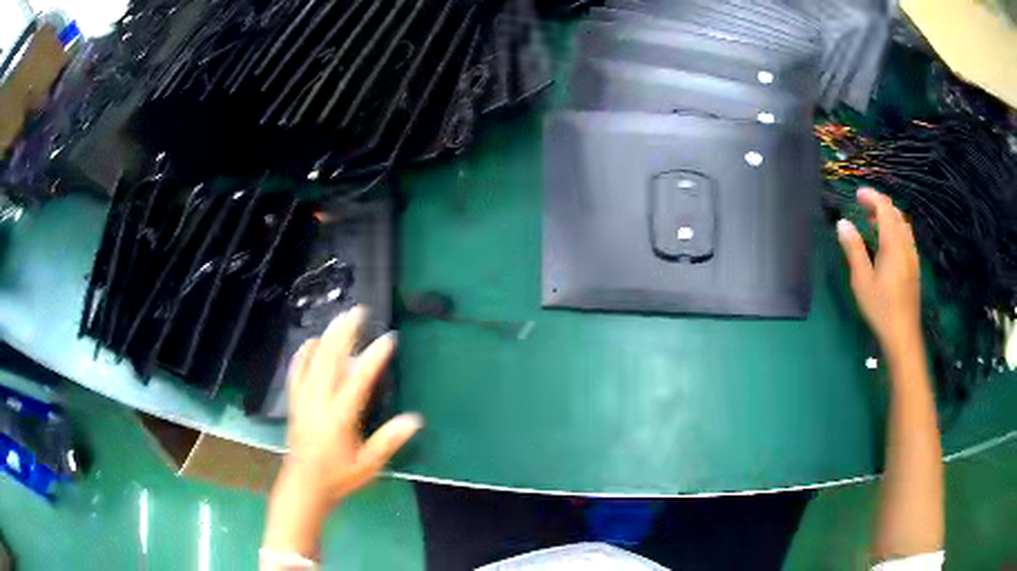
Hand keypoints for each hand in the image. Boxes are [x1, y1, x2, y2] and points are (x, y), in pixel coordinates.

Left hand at [263, 306, 421, 557]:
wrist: (305, 485)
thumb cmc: (339, 476)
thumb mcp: (369, 464)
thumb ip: (389, 441)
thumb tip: (415, 420)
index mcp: (340, 416)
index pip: (359, 380)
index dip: (374, 358)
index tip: (388, 339)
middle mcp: (320, 401)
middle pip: (332, 360)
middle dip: (345, 333)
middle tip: (358, 311)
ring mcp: (305, 399)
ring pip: (315, 360)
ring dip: (328, 336)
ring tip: (340, 317)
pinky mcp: (295, 401)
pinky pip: (296, 371)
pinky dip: (303, 353)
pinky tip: (310, 341)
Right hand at [837, 187, 921, 360]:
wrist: (903, 335)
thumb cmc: (881, 308)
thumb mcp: (862, 280)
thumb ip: (853, 249)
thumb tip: (843, 224)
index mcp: (892, 243)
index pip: (884, 207)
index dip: (871, 196)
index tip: (857, 195)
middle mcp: (905, 244)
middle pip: (895, 212)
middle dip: (879, 204)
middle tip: (863, 207)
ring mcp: (912, 255)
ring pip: (902, 224)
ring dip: (888, 217)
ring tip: (872, 223)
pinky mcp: (914, 267)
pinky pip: (906, 237)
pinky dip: (895, 229)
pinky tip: (886, 244)